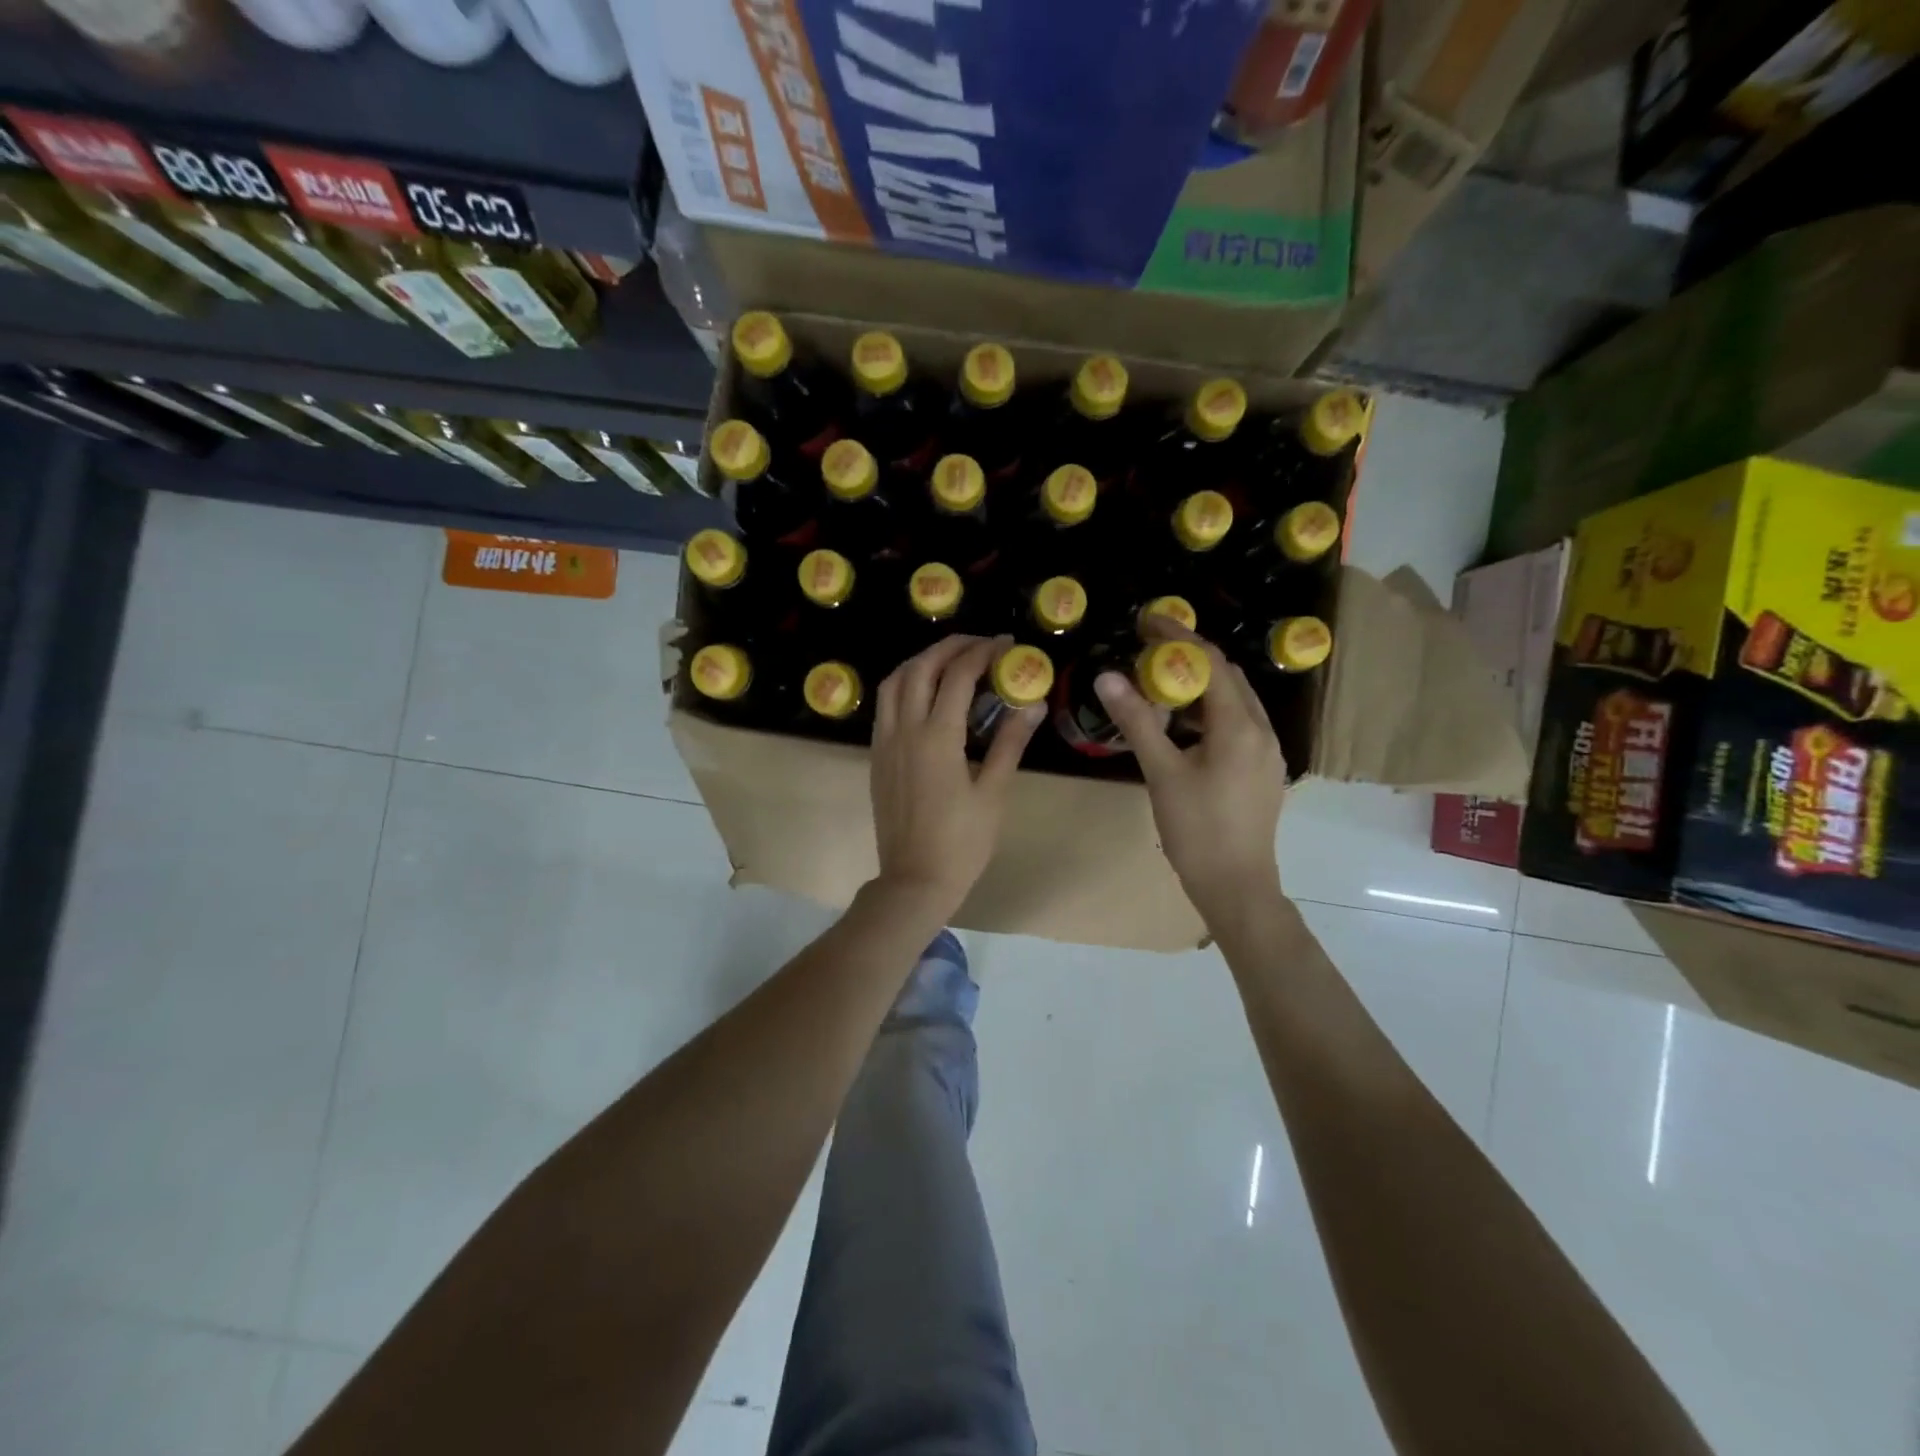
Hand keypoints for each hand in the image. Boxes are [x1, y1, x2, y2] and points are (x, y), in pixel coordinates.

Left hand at [869, 634, 1042, 919]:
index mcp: (937, 737)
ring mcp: (885, 743)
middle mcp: (904, 730)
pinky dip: (905, 685)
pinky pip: (885, 706)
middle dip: (949, 647)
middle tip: (979, 644)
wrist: (914, 880)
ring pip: (894, 683)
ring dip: (921, 661)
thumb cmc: (962, 842)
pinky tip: (926, 695)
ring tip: (950, 660)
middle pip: (920, 668)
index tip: (1005, 645)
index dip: (982, 653)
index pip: (958, 676)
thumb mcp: (993, 793)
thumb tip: (1033, 704)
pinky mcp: (877, 757)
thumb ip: (1011, 743)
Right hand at [1094, 618, 1286, 920]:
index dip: (1179, 638)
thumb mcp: (1162, 773)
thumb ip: (1137, 721)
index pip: (1212, 663)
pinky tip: (1183, 726)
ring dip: (1200, 686)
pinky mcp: (1262, 771)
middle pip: (1228, 677)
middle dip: (1190, 657)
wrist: (1237, 886)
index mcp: (1240, 726)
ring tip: (1160, 683)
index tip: (1147, 621)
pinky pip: (1237, 725)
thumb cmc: (1198, 830)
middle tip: (1150, 648)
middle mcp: (1262, 731)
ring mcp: (1267, 753)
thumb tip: (1107, 677)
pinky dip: (1209, 712)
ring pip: (1234, 702)